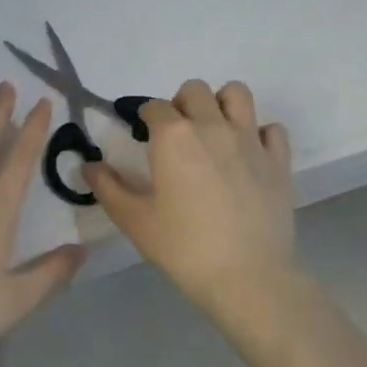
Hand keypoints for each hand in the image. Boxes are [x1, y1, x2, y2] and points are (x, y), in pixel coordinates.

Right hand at [84, 79, 294, 314]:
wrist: (248, 276)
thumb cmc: (184, 247)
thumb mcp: (134, 220)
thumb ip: (107, 187)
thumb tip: (88, 165)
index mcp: (173, 135)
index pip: (154, 106)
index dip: (145, 118)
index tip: (143, 136)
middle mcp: (212, 125)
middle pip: (195, 90)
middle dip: (181, 104)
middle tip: (177, 135)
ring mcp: (250, 139)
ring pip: (237, 94)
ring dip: (222, 104)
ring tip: (214, 131)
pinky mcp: (278, 160)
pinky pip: (272, 129)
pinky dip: (260, 134)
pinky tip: (249, 155)